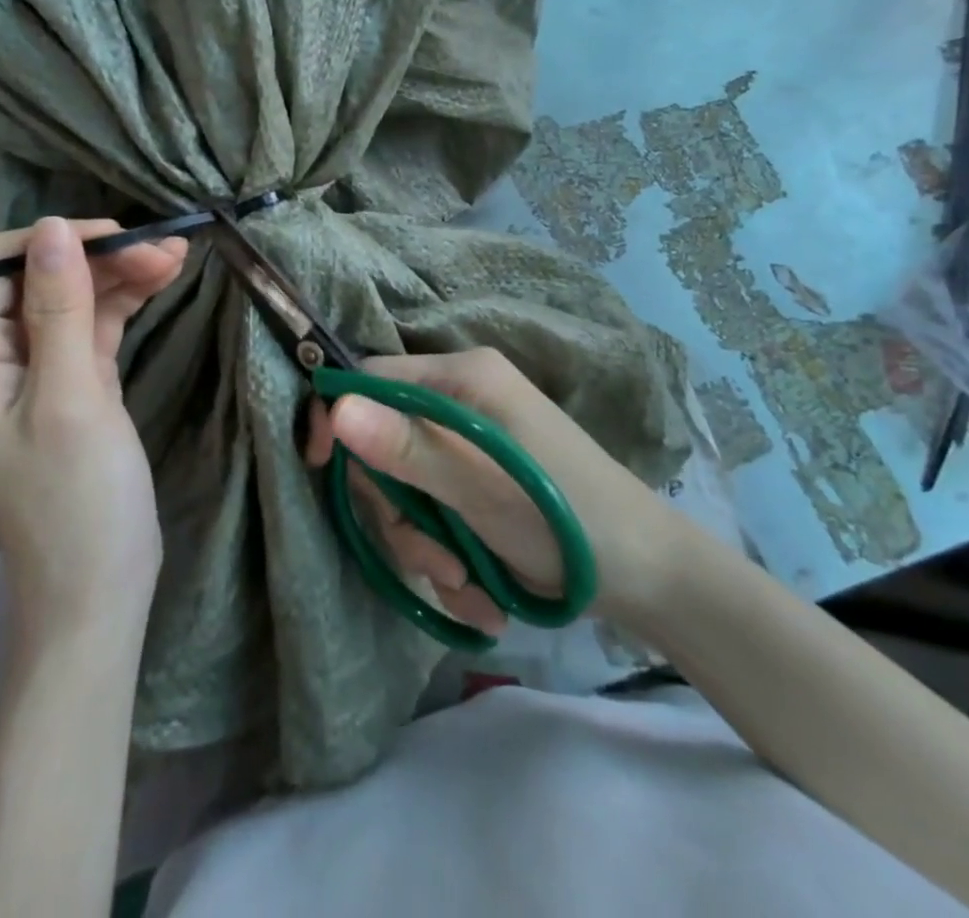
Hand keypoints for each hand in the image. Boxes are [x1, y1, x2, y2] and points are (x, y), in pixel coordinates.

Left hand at [0, 217, 188, 634]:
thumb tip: (52, 226)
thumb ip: (59, 309)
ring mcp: (35, 374)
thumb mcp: (71, 397)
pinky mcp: (72, 387)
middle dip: (97, 258)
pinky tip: (160, 283)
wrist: (97, 592)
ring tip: (177, 257)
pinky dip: (123, 305)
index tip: (114, 239)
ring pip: (71, 301)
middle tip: (166, 249)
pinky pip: (91, 329)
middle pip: (37, 279)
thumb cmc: (77, 499)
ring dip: (119, 276)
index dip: (47, 241)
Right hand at [305, 347, 675, 635]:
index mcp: (463, 377)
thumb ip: (408, 448)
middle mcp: (462, 398)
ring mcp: (470, 441)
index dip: (339, 419)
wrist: (649, 575)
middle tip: (432, 560)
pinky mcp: (478, 480)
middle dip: (399, 510)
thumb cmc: (567, 518)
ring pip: (406, 487)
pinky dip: (447, 554)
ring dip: (425, 545)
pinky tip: (481, 591)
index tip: (319, 468)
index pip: (371, 377)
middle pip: (384, 442)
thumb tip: (335, 407)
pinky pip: (434, 510)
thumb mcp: (481, 488)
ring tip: (467, 585)